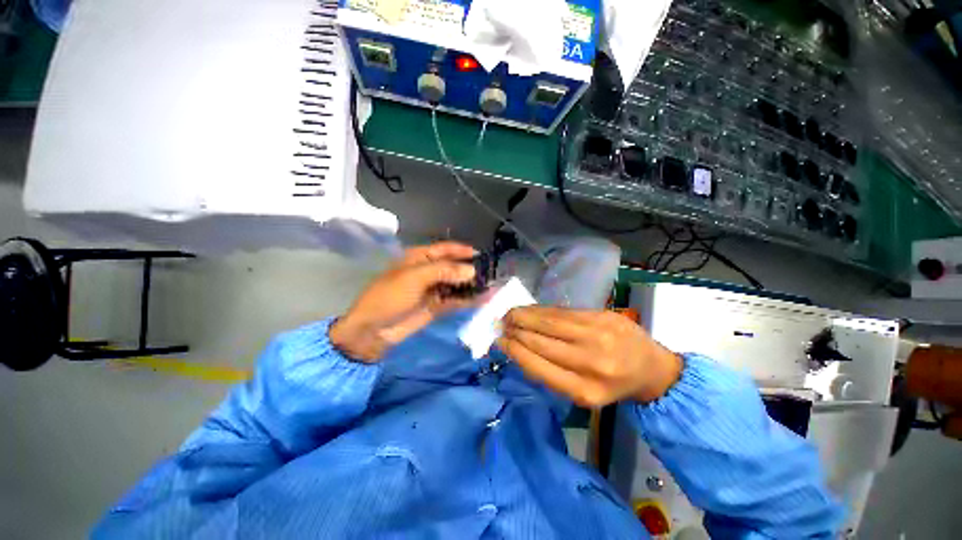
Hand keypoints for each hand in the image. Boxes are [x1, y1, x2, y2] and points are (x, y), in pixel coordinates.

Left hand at [330, 242, 479, 362]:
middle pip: (453, 266)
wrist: (374, 330)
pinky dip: (468, 300)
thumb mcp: (415, 278)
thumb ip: (444, 271)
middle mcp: (428, 271)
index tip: (481, 255)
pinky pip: (455, 300)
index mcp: (419, 258)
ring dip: (471, 285)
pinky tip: (482, 299)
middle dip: (470, 269)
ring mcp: (433, 289)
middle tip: (490, 273)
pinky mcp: (437, 305)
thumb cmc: (390, 296)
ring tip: (491, 286)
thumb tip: (472, 270)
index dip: (462, 250)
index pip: (445, 249)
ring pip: (456, 283)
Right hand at [497, 306, 682, 406]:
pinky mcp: (602, 315)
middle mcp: (591, 363)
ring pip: (548, 322)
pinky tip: (530, 309)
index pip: (537, 366)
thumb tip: (517, 348)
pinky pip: (562, 311)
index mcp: (584, 391)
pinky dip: (541, 310)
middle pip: (540, 341)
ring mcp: (598, 335)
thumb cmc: (611, 384)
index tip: (499, 341)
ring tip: (510, 314)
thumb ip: (550, 373)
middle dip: (515, 330)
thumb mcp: (582, 392)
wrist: (651, 367)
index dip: (514, 351)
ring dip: (523, 316)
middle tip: (500, 324)